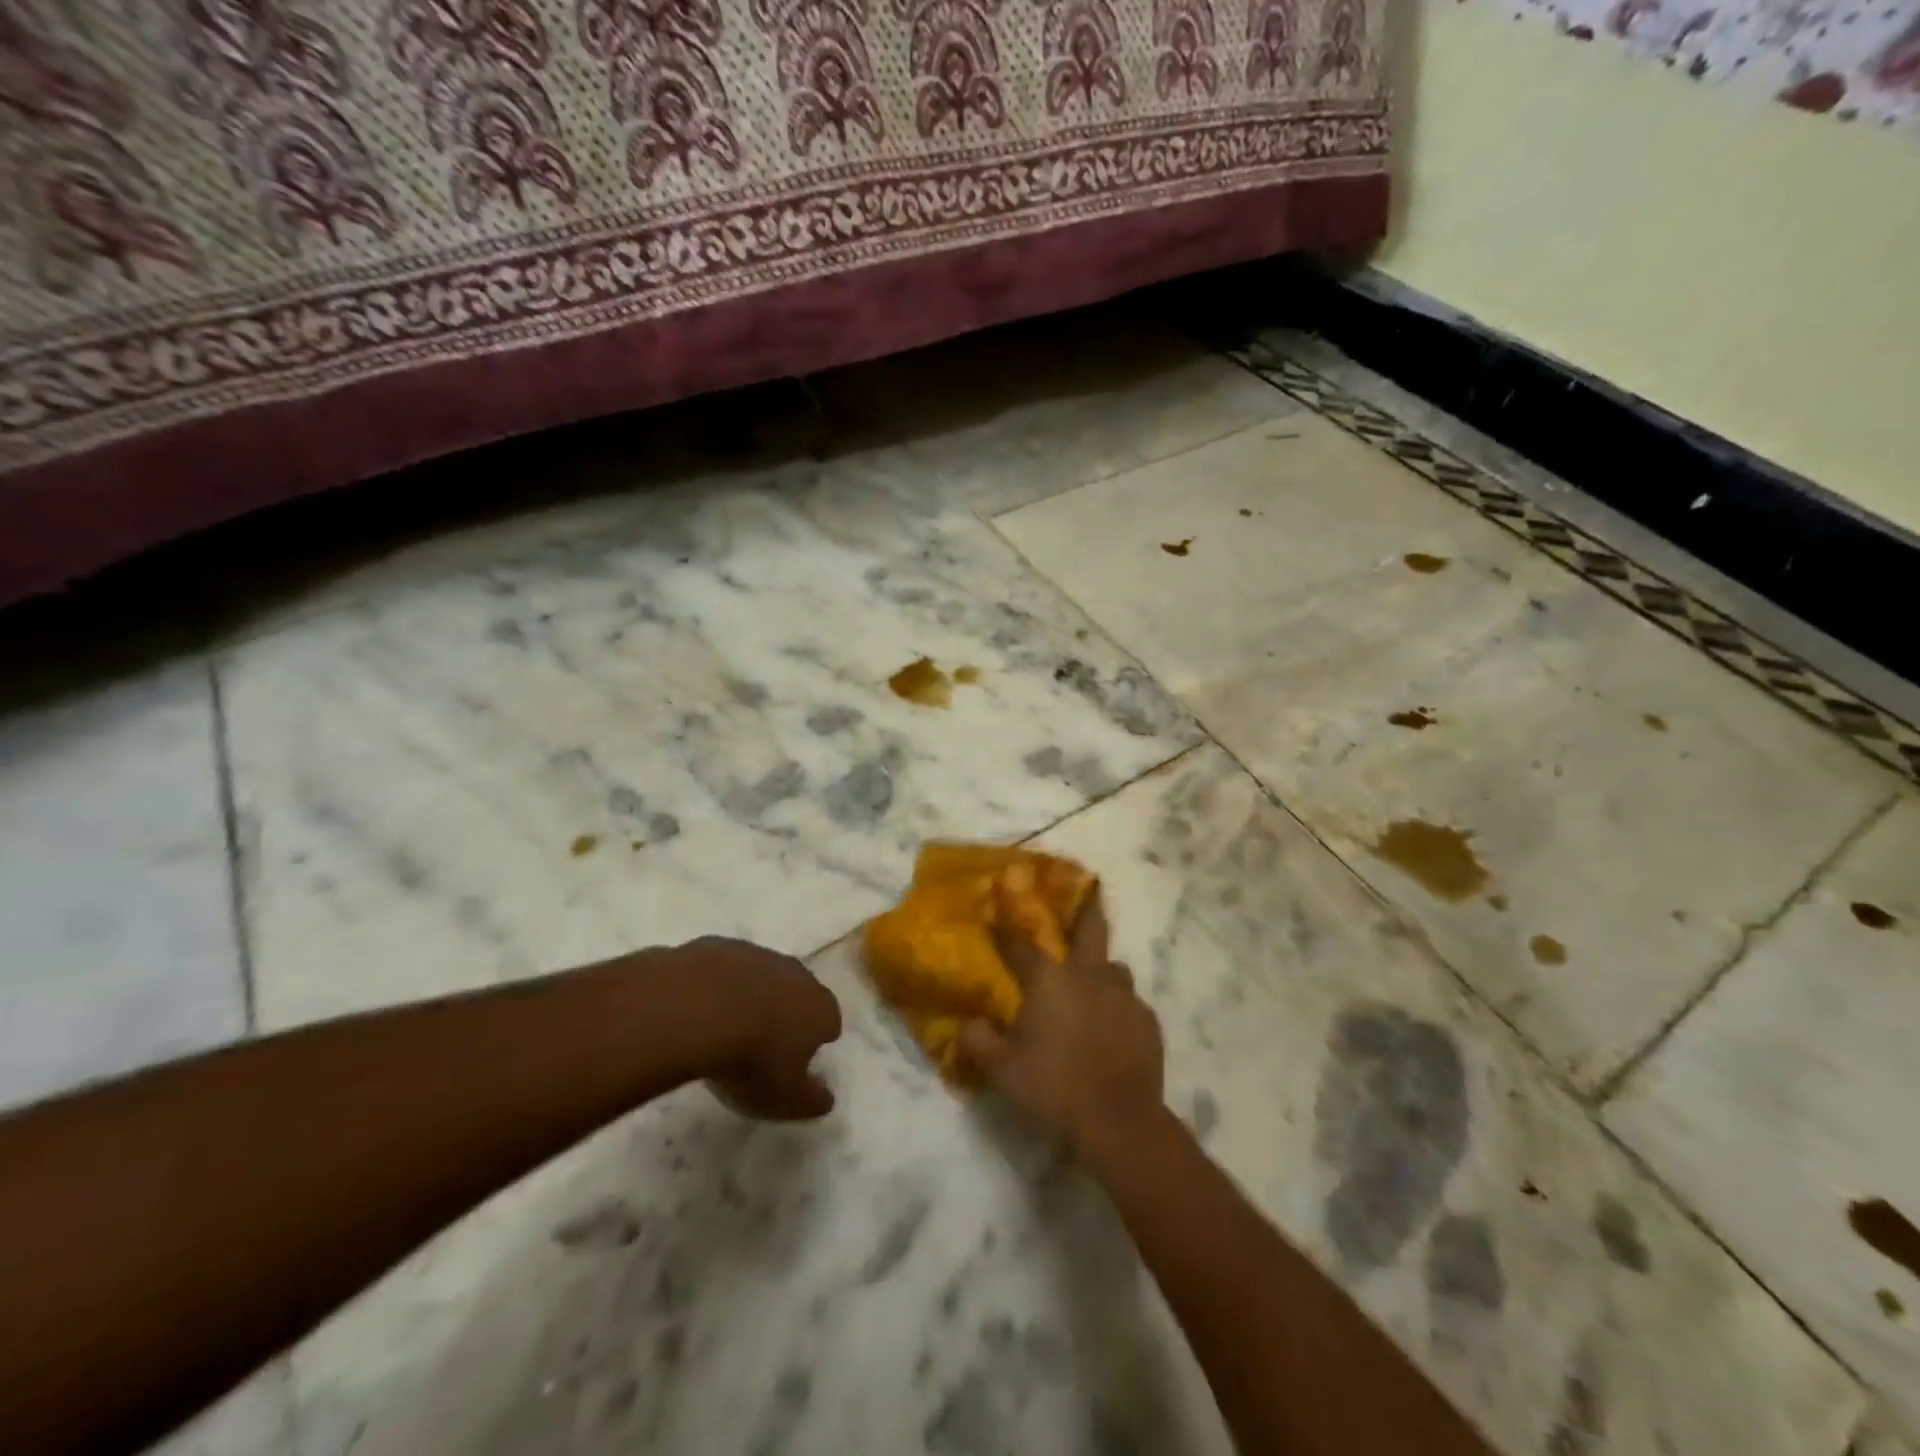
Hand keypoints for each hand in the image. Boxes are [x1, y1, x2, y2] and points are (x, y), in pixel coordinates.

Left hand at [669, 937, 842, 1120]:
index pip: (830, 1021)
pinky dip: (717, 984)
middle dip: (787, 1011)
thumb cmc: (750, 1060)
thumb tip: (827, 1097)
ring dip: (751, 994)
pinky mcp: (719, 946)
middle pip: (799, 991)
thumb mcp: (785, 1099)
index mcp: (819, 1008)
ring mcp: (757, 954)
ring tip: (726, 1025)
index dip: (817, 1040)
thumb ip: (811, 1099)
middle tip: (763, 1042)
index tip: (799, 1059)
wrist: (694, 1009)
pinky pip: (725, 967)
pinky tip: (698, 1007)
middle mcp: (796, 973)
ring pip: (762, 974)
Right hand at [958, 892, 1166, 1165]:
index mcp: (1049, 979)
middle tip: (1085, 899)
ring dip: (1102, 970)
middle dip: (1084, 910)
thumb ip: (978, 1042)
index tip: (996, 918)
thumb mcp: (1002, 1070)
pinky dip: (1119, 1008)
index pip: (1021, 944)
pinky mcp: (1147, 1019)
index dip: (1006, 930)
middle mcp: (1088, 974)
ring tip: (1094, 986)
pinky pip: (1131, 1003)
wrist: (1118, 1118)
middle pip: (1090, 928)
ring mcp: (1123, 995)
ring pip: (1114, 967)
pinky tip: (1113, 1027)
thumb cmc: (1053, 1086)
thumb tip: (968, 1025)